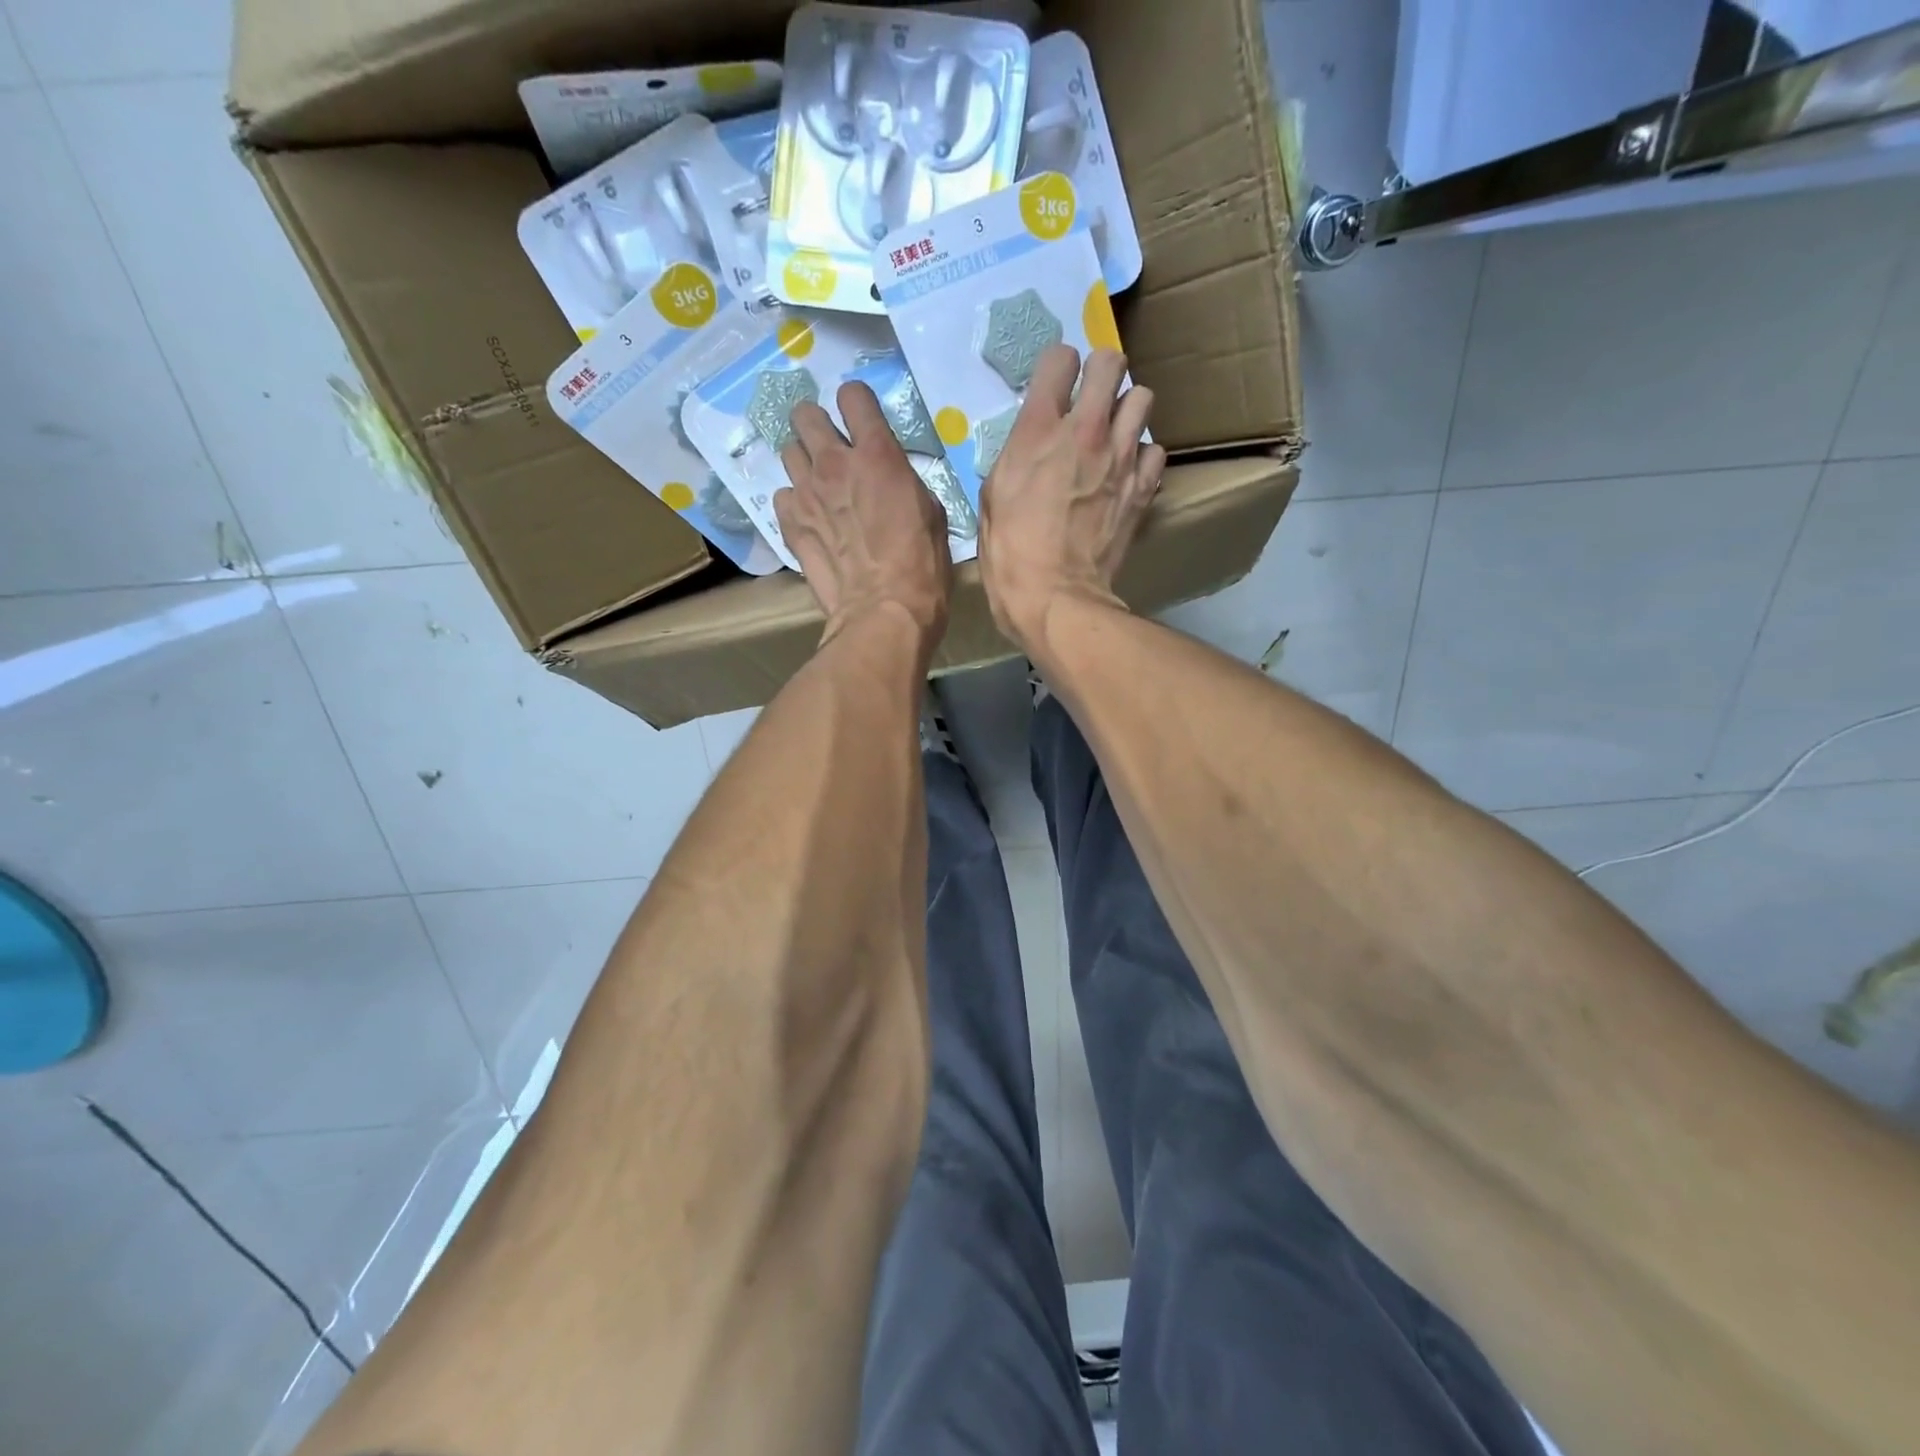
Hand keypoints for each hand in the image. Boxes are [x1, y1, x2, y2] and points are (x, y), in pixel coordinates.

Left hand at [775, 382, 952, 653]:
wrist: (883, 611)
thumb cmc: (922, 566)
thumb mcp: (931, 513)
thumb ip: (904, 481)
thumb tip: (891, 478)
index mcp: (877, 454)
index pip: (853, 396)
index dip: (857, 404)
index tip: (862, 421)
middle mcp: (834, 463)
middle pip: (805, 415)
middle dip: (817, 425)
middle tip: (832, 448)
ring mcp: (806, 493)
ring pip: (789, 452)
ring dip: (804, 462)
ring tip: (820, 485)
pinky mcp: (790, 524)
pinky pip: (782, 495)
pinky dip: (795, 502)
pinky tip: (811, 519)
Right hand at [977, 346, 1165, 652]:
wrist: (1056, 598)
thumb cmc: (1010, 555)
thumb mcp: (993, 499)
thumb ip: (1016, 457)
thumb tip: (1031, 446)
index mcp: (1037, 430)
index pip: (1058, 358)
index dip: (1056, 369)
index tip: (1054, 389)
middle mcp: (1084, 430)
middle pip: (1111, 361)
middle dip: (1101, 373)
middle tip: (1090, 400)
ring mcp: (1120, 457)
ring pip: (1142, 398)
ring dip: (1127, 411)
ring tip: (1113, 435)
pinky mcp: (1143, 487)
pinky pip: (1155, 450)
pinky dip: (1143, 457)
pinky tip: (1126, 474)